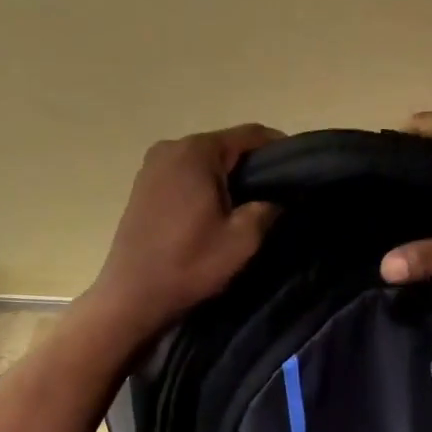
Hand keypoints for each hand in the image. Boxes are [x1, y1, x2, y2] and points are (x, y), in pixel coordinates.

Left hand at [86, 124, 283, 343]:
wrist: (132, 297)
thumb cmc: (189, 264)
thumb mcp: (243, 239)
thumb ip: (269, 208)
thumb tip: (280, 196)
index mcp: (197, 151)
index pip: (250, 134)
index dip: (280, 149)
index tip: (299, 172)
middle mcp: (171, 147)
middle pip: (225, 146)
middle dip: (252, 166)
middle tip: (277, 194)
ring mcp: (152, 166)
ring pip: (204, 162)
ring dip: (227, 178)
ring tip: (248, 206)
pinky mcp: (142, 186)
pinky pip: (184, 175)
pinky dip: (204, 186)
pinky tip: (215, 212)